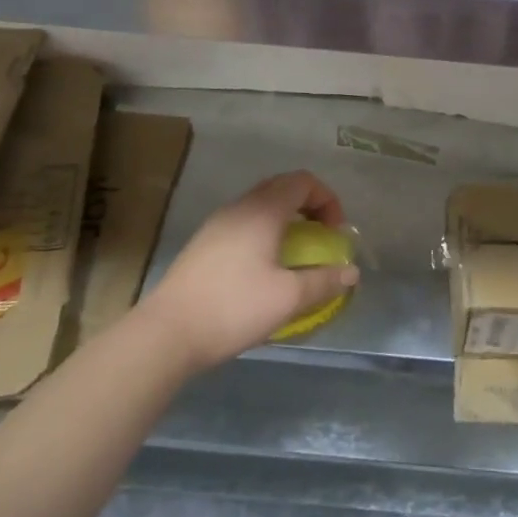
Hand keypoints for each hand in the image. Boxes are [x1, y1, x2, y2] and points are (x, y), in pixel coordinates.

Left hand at [139, 170, 358, 373]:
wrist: (166, 334)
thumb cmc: (233, 307)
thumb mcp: (288, 298)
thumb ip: (324, 282)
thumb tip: (351, 273)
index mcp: (263, 210)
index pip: (303, 181)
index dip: (327, 200)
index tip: (334, 233)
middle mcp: (239, 207)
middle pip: (281, 189)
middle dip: (308, 207)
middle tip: (320, 238)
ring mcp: (217, 224)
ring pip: (260, 206)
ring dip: (285, 221)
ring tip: (294, 255)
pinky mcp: (202, 245)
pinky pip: (243, 224)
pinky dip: (263, 234)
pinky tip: (262, 270)